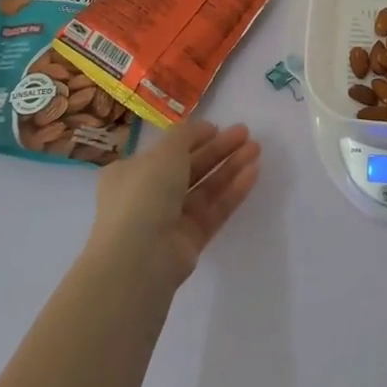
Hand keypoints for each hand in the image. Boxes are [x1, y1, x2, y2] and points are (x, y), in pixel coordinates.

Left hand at [86, 120, 261, 291]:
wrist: (138, 258)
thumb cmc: (144, 194)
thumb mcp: (164, 153)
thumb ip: (185, 135)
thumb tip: (201, 128)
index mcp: (131, 173)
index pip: (165, 152)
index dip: (192, 138)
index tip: (217, 128)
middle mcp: (148, 196)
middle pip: (189, 167)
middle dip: (217, 150)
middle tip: (245, 133)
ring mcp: (169, 220)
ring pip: (205, 188)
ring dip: (229, 167)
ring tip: (256, 149)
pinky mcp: (190, 241)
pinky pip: (214, 210)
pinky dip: (232, 191)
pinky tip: (253, 172)